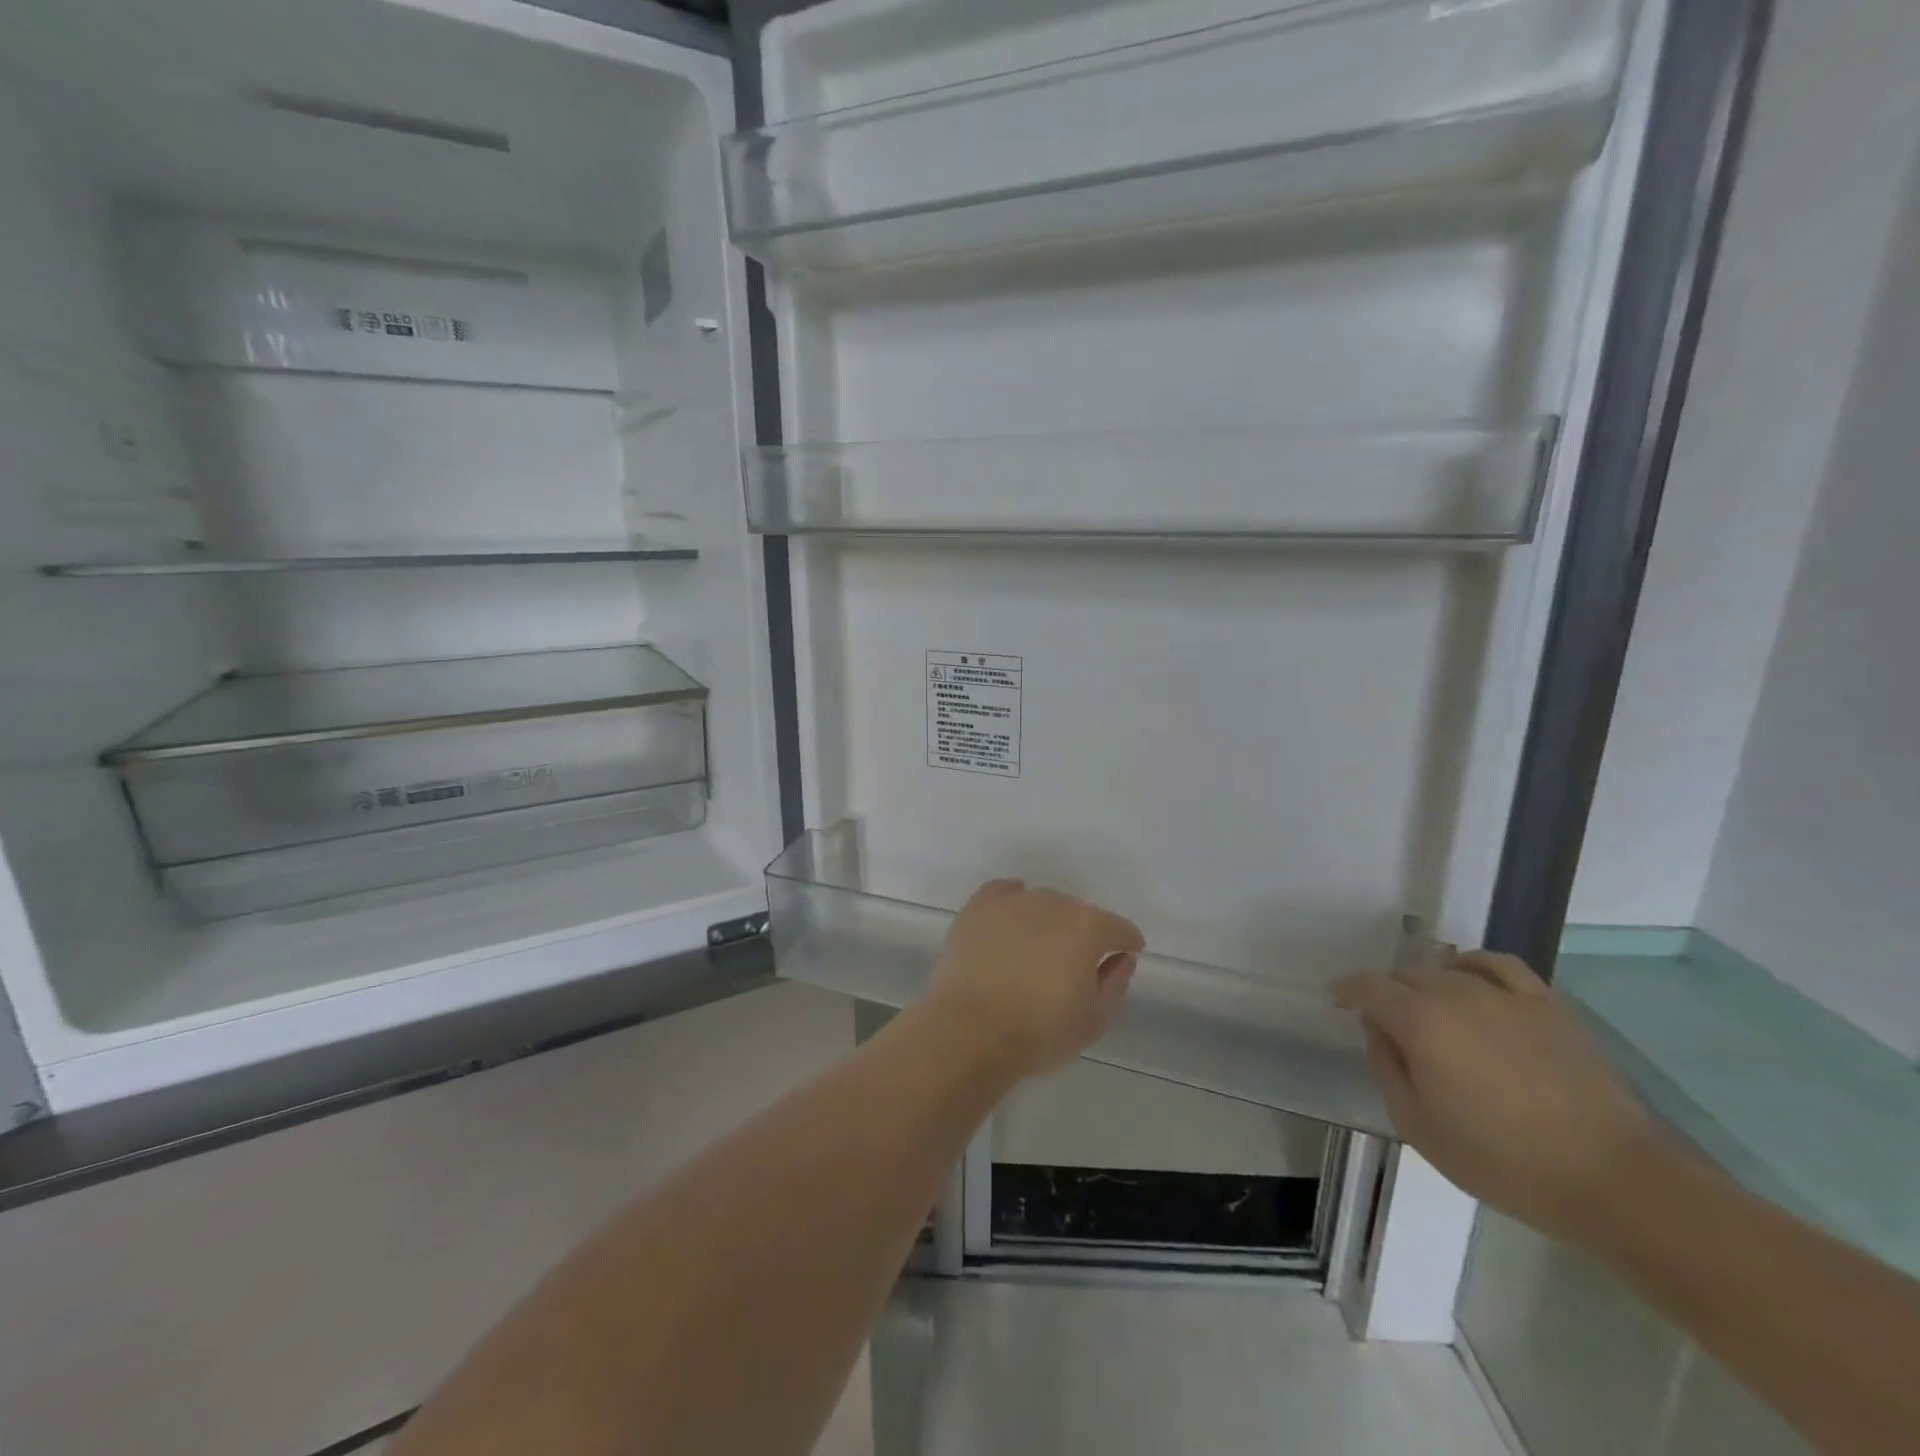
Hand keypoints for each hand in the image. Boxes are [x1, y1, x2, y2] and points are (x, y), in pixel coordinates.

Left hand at [923, 879, 1143, 1083]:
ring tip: (1041, 948)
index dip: (1126, 942)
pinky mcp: (978, 907)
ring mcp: (1013, 902)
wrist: (969, 1030)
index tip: (1125, 955)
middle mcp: (1053, 903)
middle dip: (1084, 933)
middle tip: (1076, 963)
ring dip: (1049, 920)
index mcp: (1087, 927)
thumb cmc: (1038, 1031)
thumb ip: (1115, 983)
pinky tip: (1013, 916)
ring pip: (1042, 903)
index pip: (1118, 928)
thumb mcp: (1093, 1020)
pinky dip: (1012, 900)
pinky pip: (1003, 893)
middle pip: (1079, 913)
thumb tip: (1121, 958)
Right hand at [1333, 951, 1658, 1243]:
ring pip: (1445, 970)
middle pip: (1405, 976)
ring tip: (1425, 1006)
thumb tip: (1377, 1030)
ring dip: (1424, 983)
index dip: (1347, 990)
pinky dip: (1473, 965)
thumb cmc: (1503, 1161)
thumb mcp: (1418, 1127)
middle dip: (1385, 992)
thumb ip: (1386, 1068)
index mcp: (1420, 1021)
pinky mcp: (1546, 1004)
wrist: (1611, 1180)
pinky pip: (1497, 965)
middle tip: (1383, 1020)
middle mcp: (1455, 993)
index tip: (1336, 999)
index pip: (1368, 986)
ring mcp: (1504, 995)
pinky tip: (1469, 979)